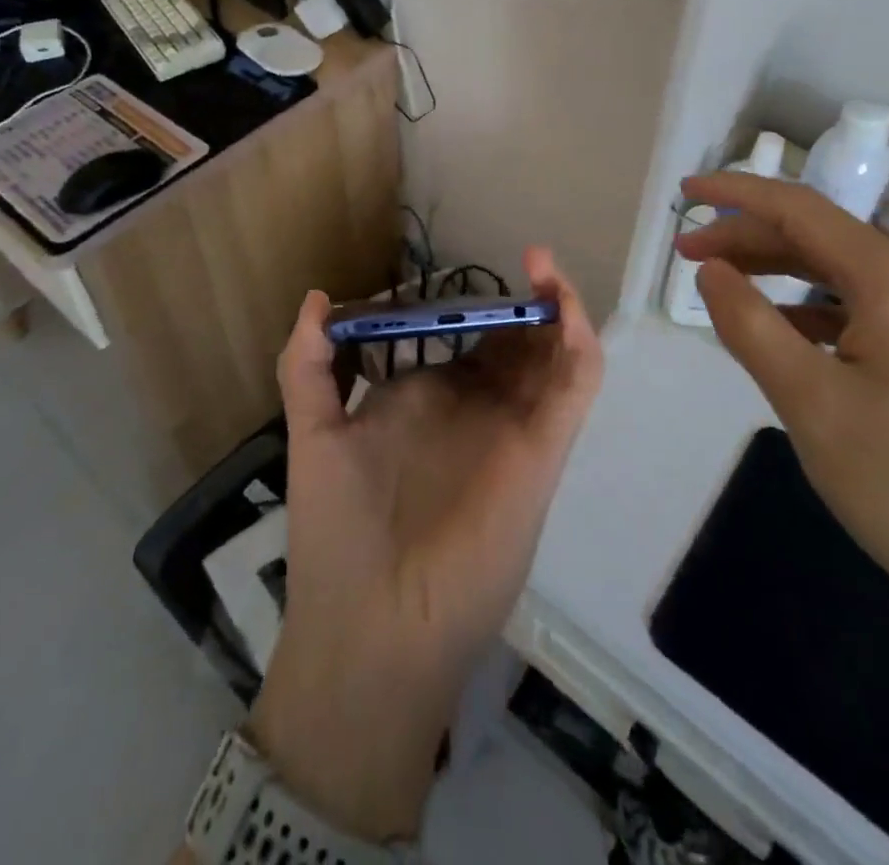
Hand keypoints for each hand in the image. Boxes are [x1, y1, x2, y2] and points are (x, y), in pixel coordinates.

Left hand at [248, 250, 602, 841]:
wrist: (373, 628)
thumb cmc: (338, 531)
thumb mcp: (315, 433)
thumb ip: (309, 367)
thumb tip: (316, 297)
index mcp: (429, 399)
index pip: (462, 340)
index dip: (471, 304)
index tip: (468, 271)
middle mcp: (476, 409)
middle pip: (514, 342)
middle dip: (522, 302)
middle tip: (528, 260)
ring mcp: (513, 427)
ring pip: (551, 356)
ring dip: (557, 309)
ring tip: (543, 265)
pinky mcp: (542, 451)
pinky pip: (574, 387)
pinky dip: (579, 342)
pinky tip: (561, 305)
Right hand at [678, 174, 888, 625]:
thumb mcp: (806, 398)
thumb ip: (748, 322)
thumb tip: (709, 270)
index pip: (803, 211)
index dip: (738, 194)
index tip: (684, 192)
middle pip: (820, 238)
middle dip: (748, 237)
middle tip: (686, 254)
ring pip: (839, 271)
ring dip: (775, 269)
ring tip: (719, 281)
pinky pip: (859, 307)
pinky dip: (807, 305)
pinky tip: (775, 325)